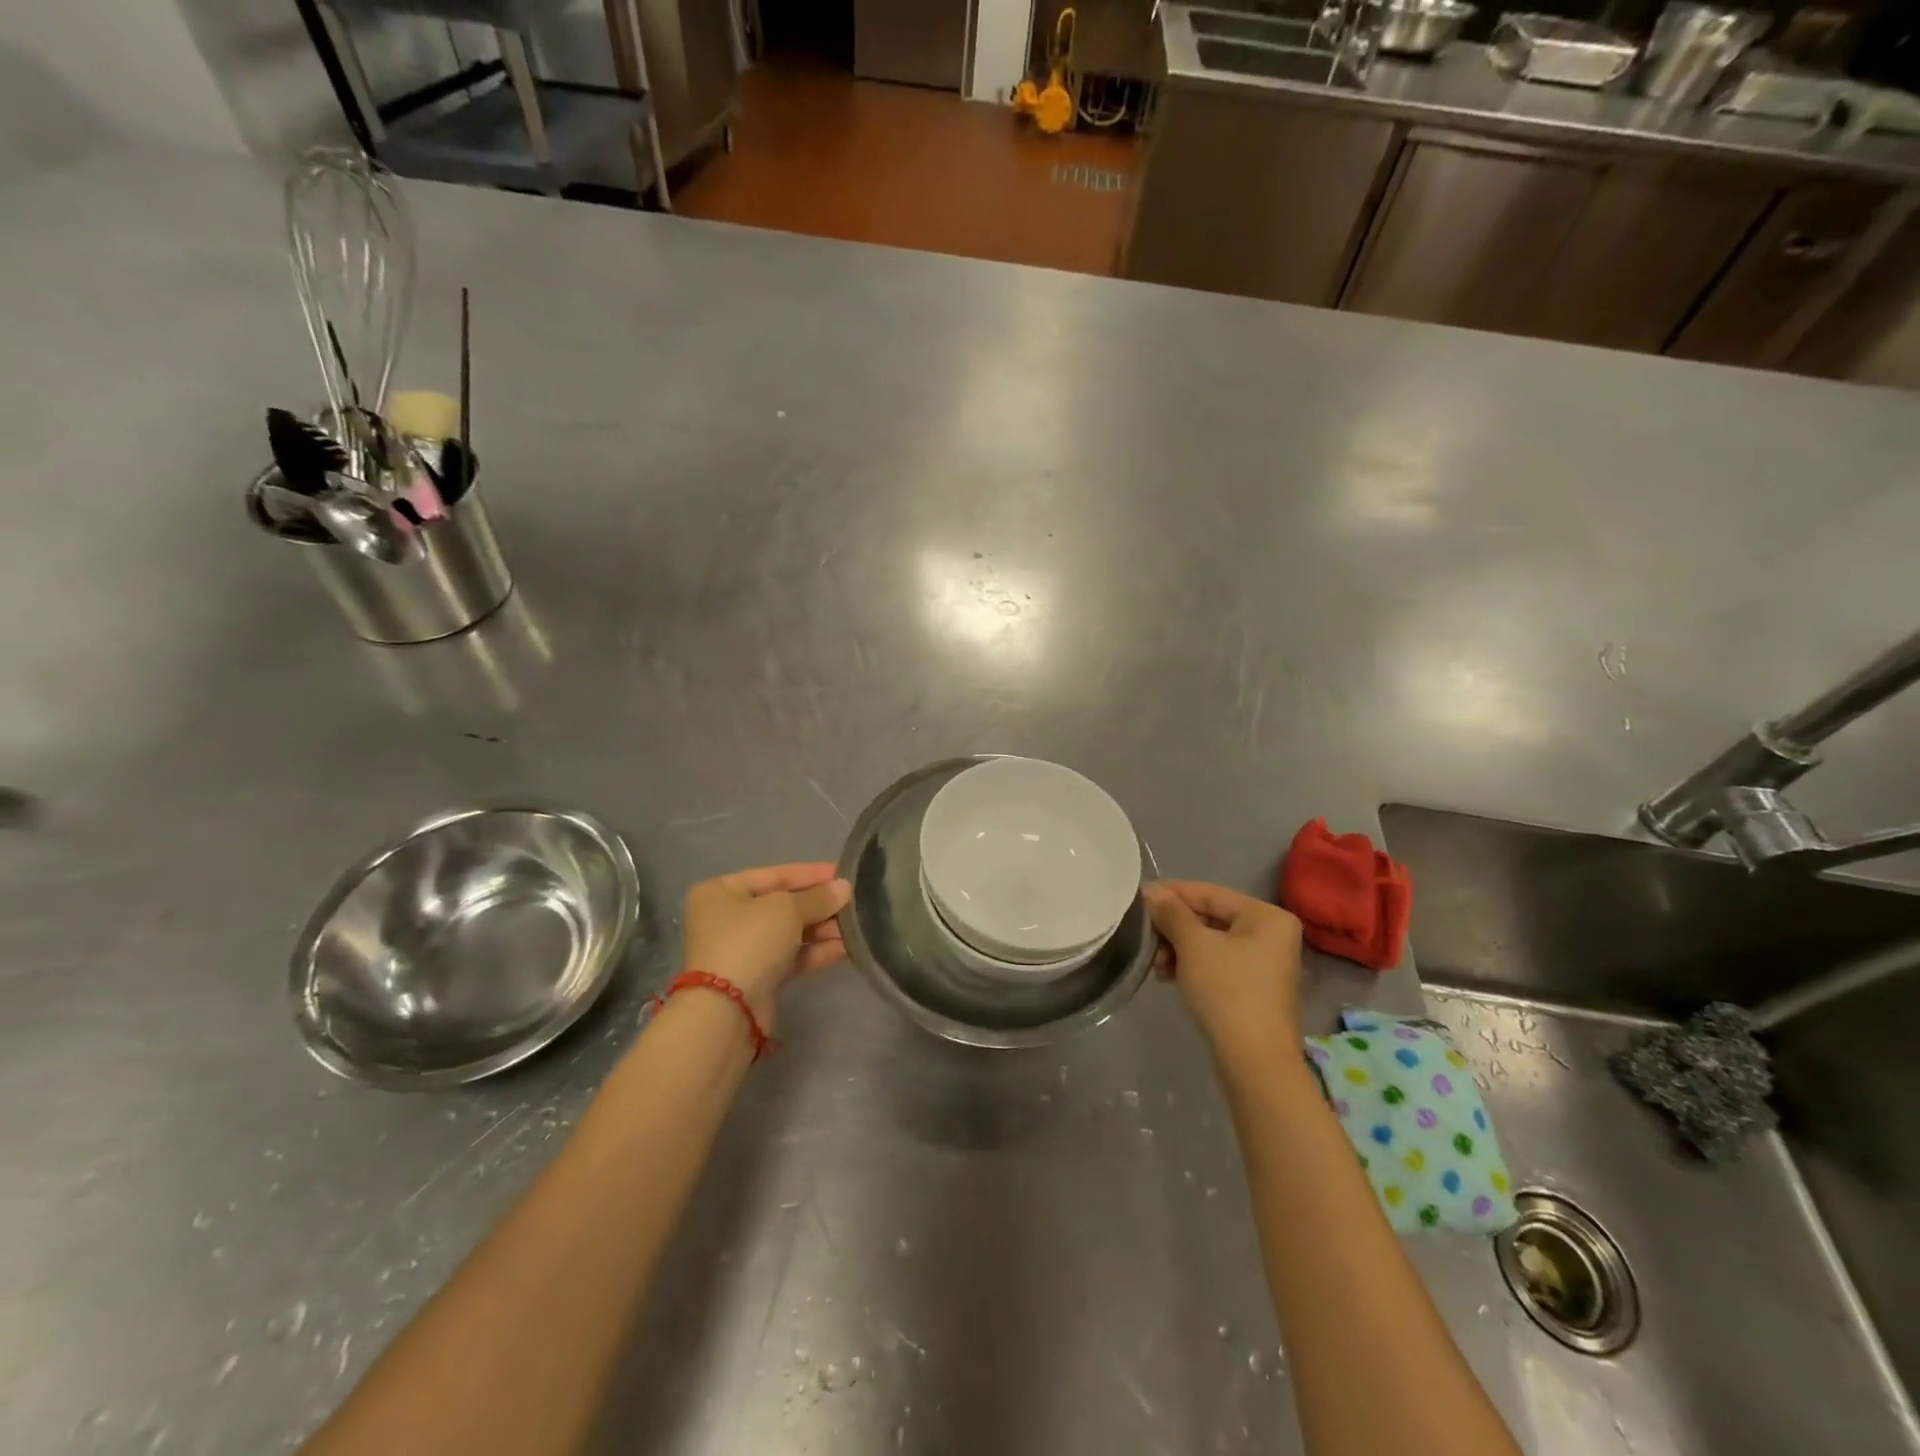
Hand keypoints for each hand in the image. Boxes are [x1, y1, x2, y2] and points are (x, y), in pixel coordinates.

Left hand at [681, 863, 851, 1029]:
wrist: (727, 1010)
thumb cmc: (750, 941)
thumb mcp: (787, 909)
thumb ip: (818, 897)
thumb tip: (844, 888)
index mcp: (722, 891)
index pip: (775, 875)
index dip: (811, 874)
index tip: (844, 874)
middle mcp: (727, 917)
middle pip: (783, 904)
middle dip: (819, 905)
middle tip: (854, 903)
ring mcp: (741, 950)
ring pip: (789, 932)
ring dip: (822, 929)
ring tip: (855, 928)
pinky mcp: (756, 977)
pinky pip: (790, 957)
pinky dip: (815, 952)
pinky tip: (845, 949)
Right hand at [1144, 880, 1303, 1066]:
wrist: (1255, 1062)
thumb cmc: (1227, 991)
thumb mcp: (1193, 945)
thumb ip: (1171, 913)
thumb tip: (1151, 891)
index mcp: (1267, 916)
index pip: (1210, 894)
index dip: (1172, 894)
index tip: (1139, 897)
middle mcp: (1272, 934)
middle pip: (1211, 918)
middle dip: (1174, 928)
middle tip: (1145, 936)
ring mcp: (1266, 963)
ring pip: (1211, 942)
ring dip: (1179, 948)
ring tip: (1156, 965)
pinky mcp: (1255, 988)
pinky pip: (1217, 963)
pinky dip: (1192, 965)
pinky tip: (1169, 976)